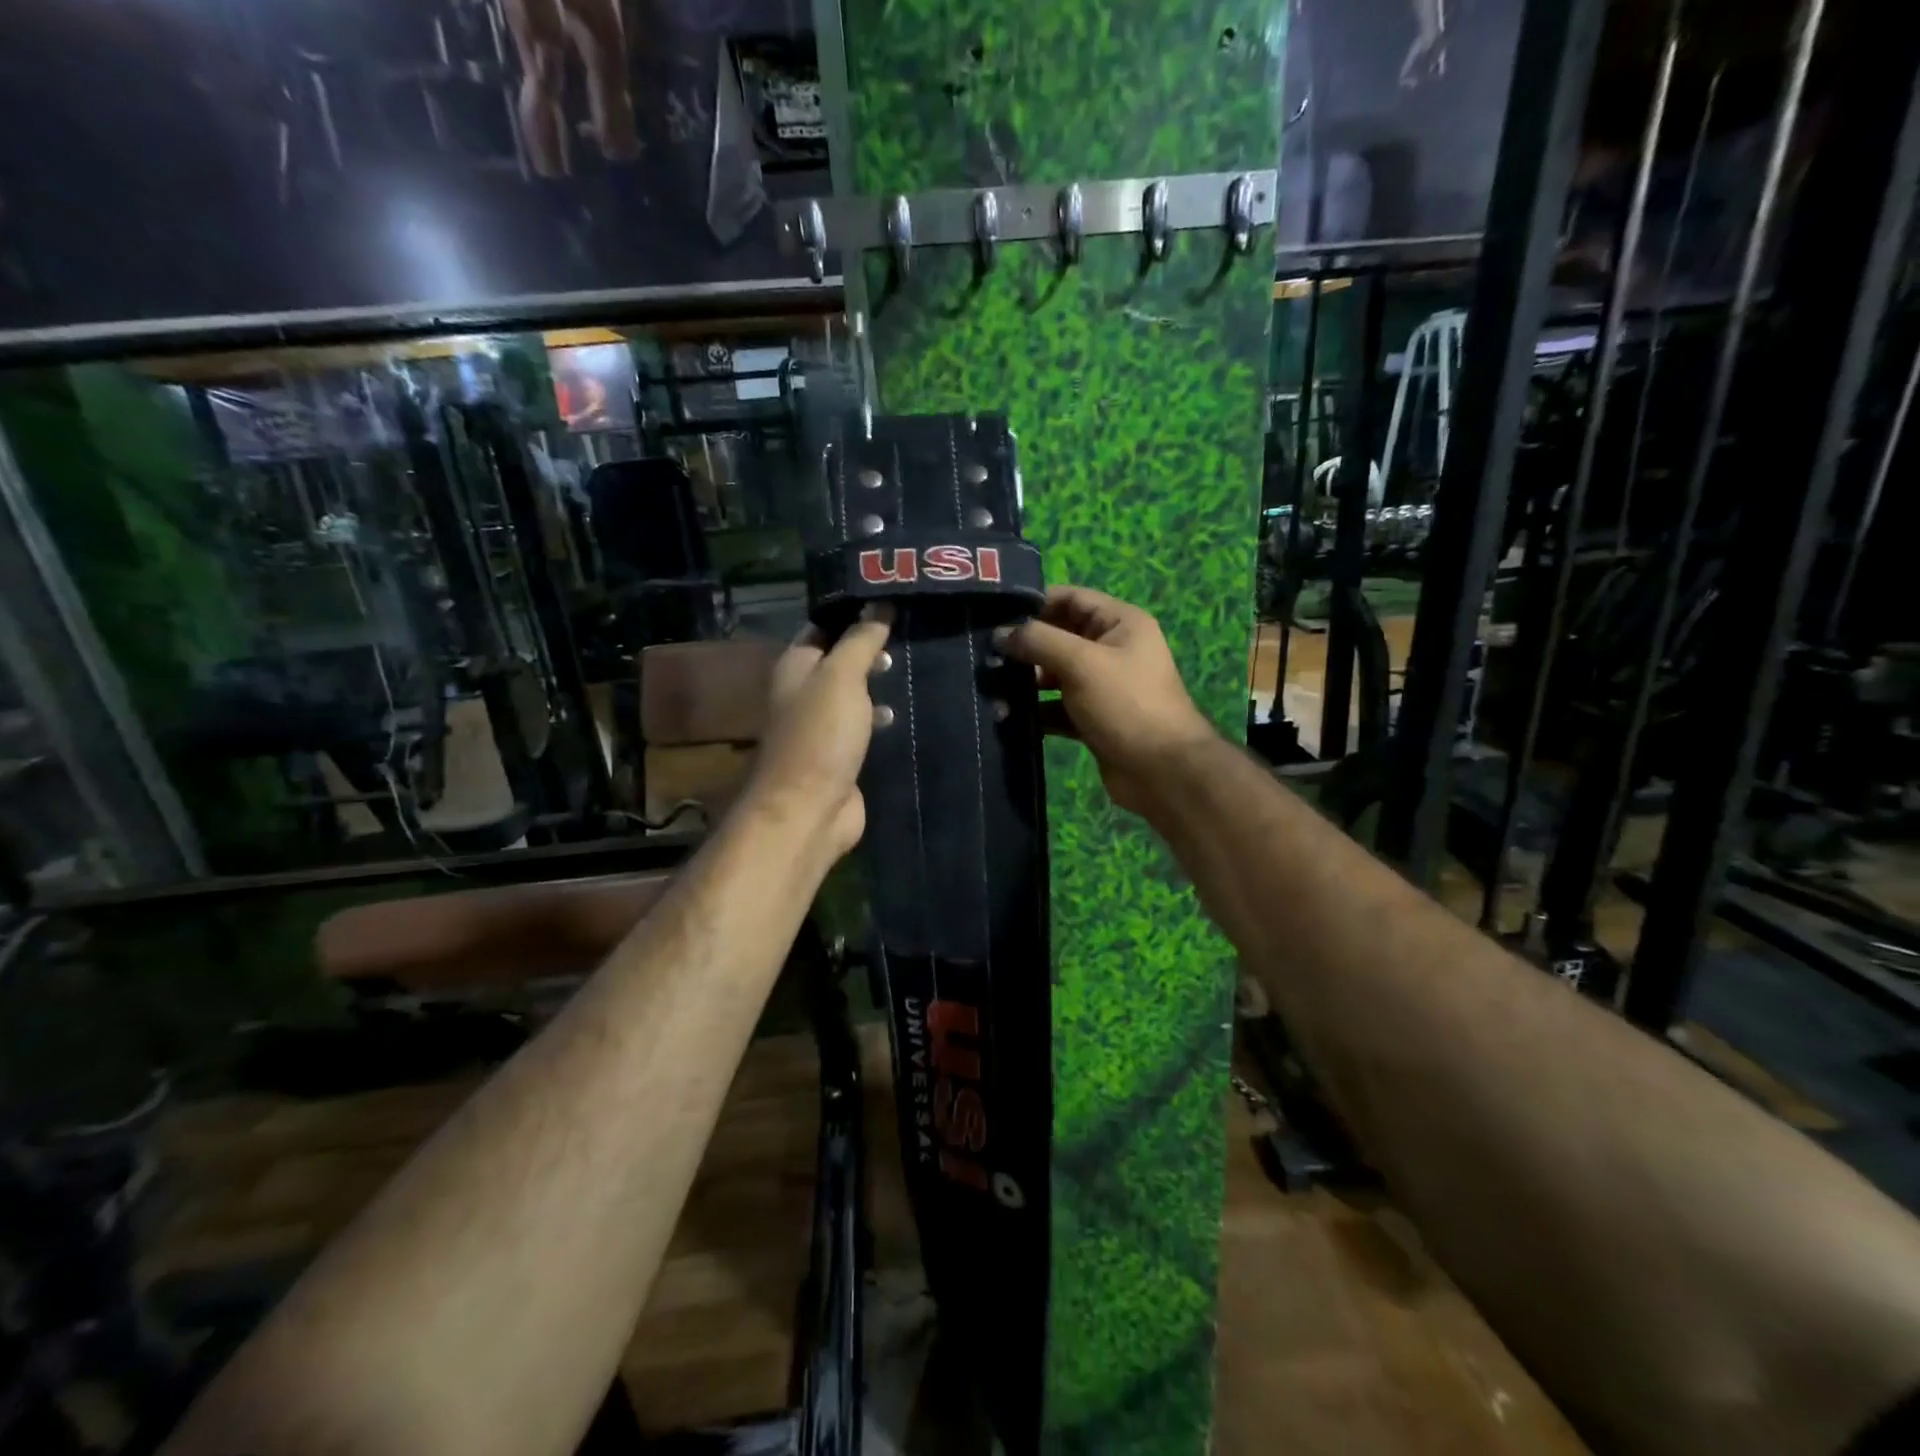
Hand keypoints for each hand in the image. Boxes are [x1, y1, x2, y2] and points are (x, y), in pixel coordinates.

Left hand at [743, 608, 894, 859]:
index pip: (823, 626)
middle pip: (840, 659)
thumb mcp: (842, 676)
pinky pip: (863, 725)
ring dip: (878, 682)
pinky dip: (880, 716)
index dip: (853, 612)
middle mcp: (804, 691)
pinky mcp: (840, 754)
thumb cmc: (821, 735)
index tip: (890, 600)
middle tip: (910, 633)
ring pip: (853, 693)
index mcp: (796, 665)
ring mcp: (822, 725)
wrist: (810, 809)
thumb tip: (879, 603)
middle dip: (871, 648)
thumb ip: (860, 640)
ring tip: (913, 667)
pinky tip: (905, 711)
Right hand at [997, 586, 1215, 814]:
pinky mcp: (1093, 719)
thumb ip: (1038, 642)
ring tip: (992, 689)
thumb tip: (1000, 635)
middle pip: (1060, 637)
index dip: (1035, 603)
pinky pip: (1057, 707)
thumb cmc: (1126, 704)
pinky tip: (1008, 717)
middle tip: (986, 656)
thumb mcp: (1081, 663)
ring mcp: (1103, 686)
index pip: (1071, 598)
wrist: (1162, 771)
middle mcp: (1113, 649)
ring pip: (1055, 675)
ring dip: (1026, 682)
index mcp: (1121, 623)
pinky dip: (1036, 711)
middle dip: (1025, 646)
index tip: (995, 615)